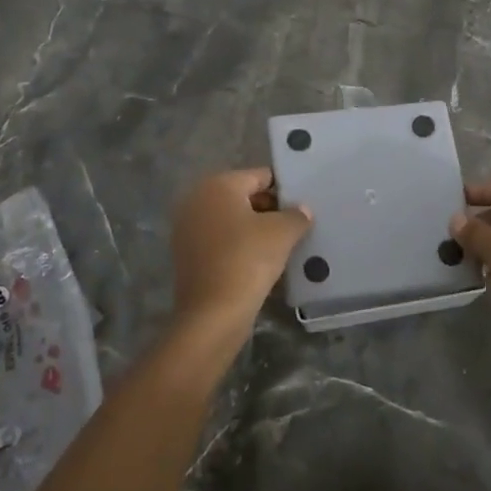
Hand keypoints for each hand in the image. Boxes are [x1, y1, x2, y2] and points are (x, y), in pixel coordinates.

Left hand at [169, 168, 309, 349]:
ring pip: (232, 221)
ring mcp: (188, 228)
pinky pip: (221, 241)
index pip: (260, 176)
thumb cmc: (248, 260)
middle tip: (296, 226)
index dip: (284, 189)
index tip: (303, 205)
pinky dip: (239, 246)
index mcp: (218, 185)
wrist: (212, 314)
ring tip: (282, 245)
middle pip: (244, 196)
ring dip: (255, 229)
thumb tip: (302, 210)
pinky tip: (261, 262)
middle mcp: (197, 199)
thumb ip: (296, 215)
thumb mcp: (282, 233)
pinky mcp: (188, 255)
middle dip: (270, 209)